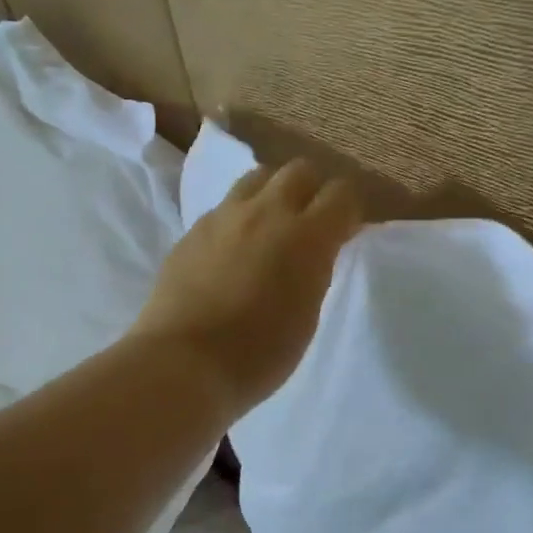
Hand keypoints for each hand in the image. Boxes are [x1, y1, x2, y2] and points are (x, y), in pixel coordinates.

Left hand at [131, 160, 361, 418]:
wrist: (184, 362)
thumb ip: (315, 271)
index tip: (346, 232)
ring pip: (259, 177)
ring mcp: (225, 216)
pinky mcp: (194, 229)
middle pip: (300, 170)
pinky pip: (226, 205)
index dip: (348, 209)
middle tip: (311, 223)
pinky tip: (234, 248)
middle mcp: (267, 212)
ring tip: (271, 226)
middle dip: (313, 190)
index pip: (342, 193)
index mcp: (307, 236)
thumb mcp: (307, 315)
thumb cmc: (259, 353)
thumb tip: (315, 252)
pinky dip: (240, 216)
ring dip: (274, 193)